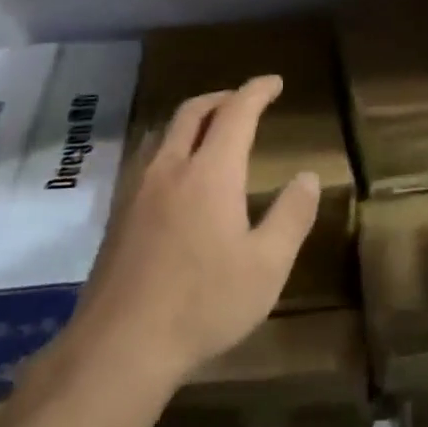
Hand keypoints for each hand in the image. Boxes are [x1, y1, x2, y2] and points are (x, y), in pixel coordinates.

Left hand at [70, 76, 318, 389]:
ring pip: (165, 131)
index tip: (274, 82)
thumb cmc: (205, 303)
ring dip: (192, 118)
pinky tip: (175, 173)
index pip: (236, 113)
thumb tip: (308, 176)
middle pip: (193, 111)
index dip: (257, 91)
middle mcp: (170, 167)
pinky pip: (148, 156)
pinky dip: (170, 143)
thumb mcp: (267, 266)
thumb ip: (292, 216)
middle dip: (222, 97)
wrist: (121, 344)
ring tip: (211, 129)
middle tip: (244, 100)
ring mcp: (138, 188)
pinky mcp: (119, 212)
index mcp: (210, 172)